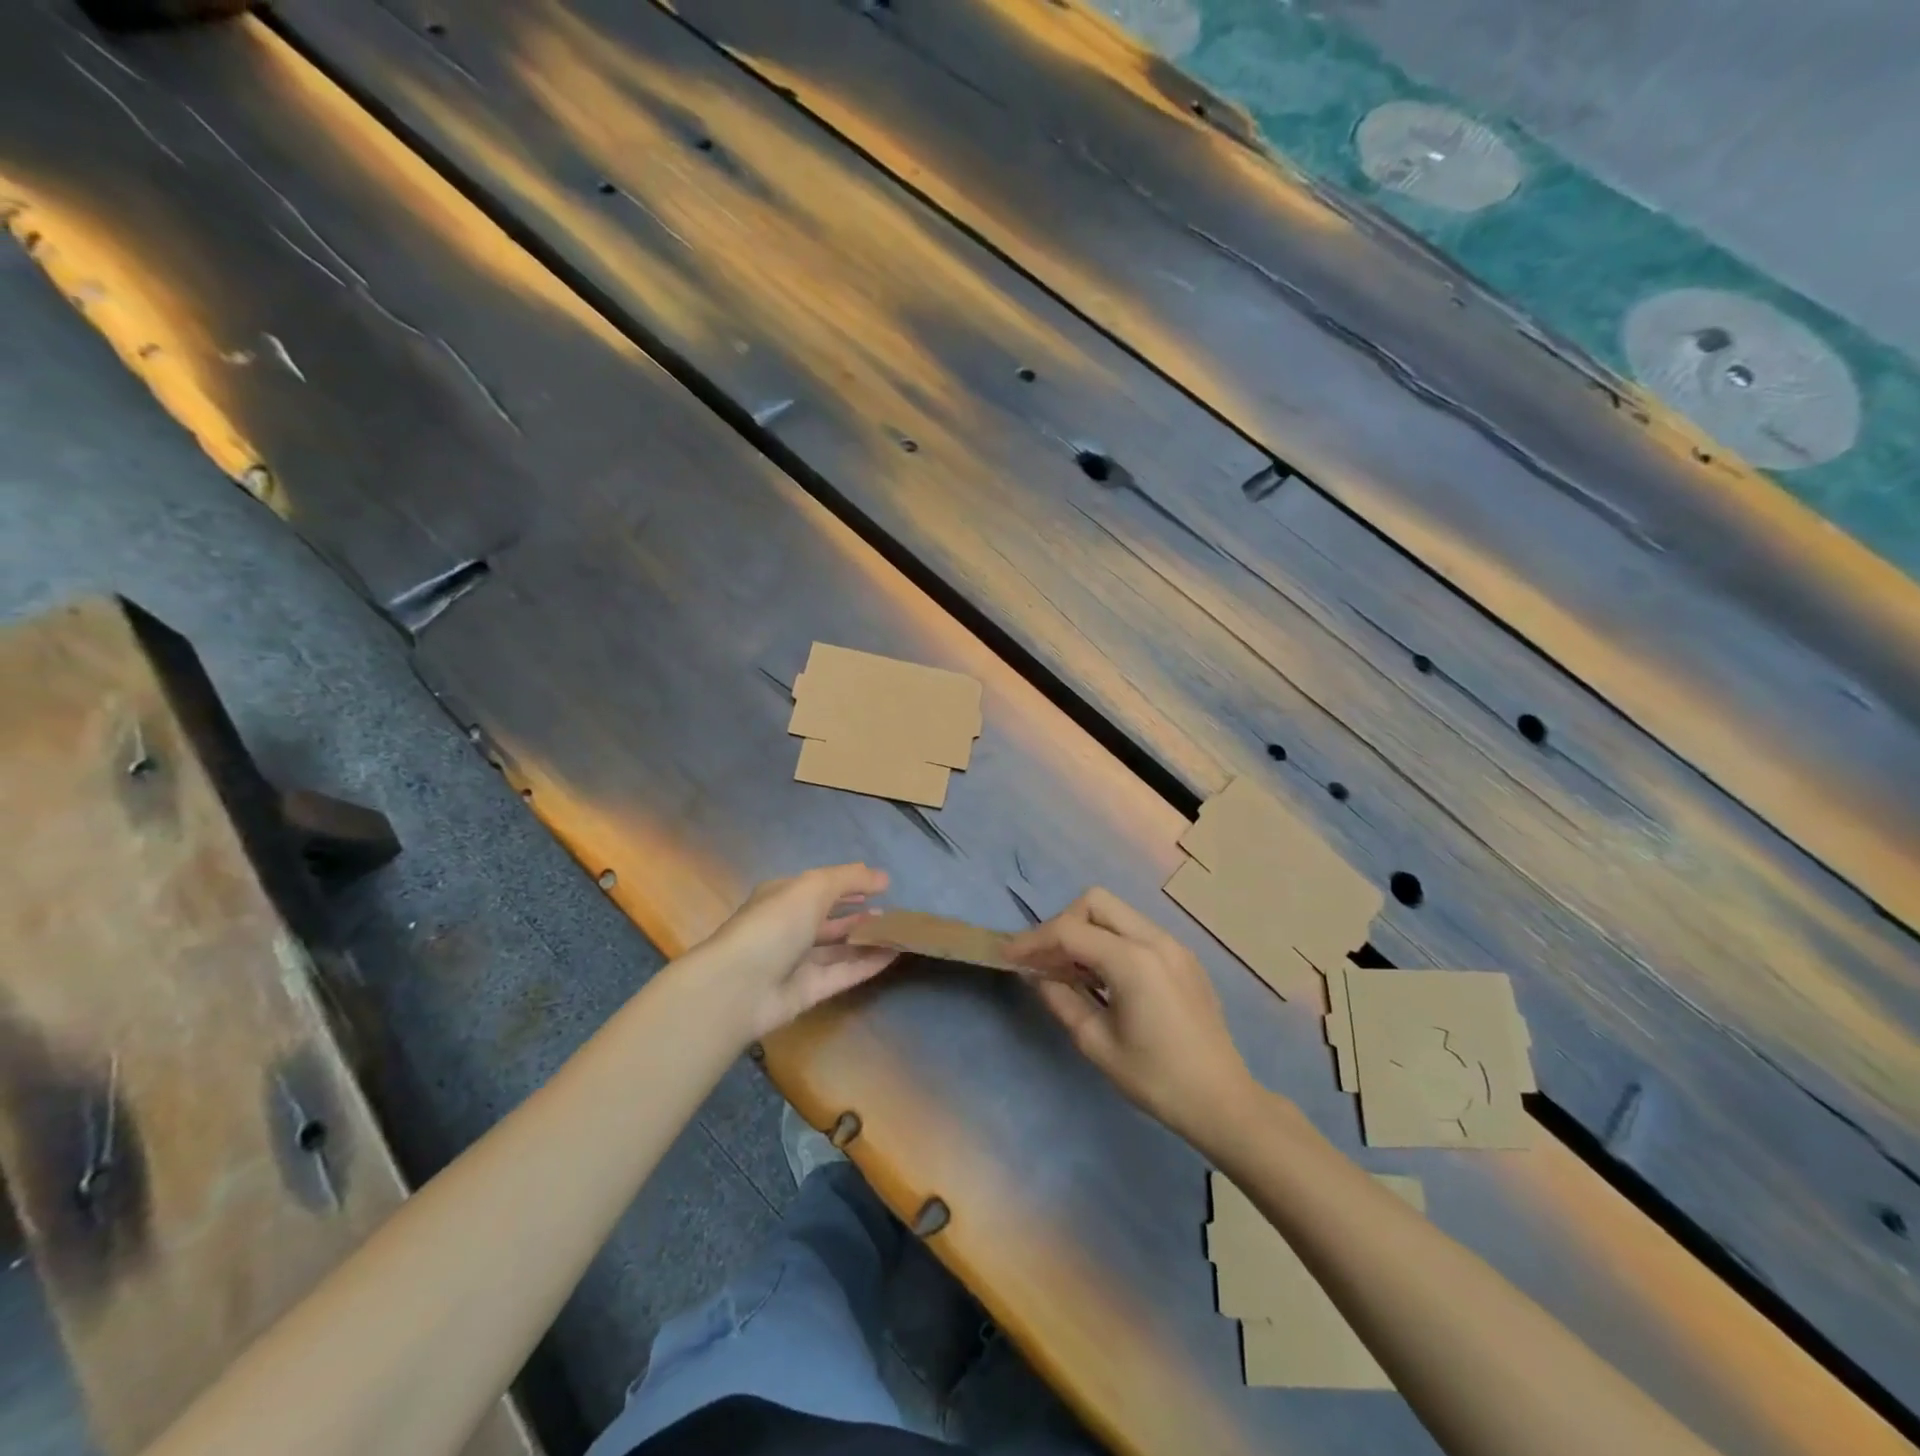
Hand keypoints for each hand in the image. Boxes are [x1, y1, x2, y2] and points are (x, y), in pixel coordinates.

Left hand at [698, 863, 900, 1040]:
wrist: (739, 987)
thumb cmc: (774, 924)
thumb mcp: (813, 887)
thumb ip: (849, 878)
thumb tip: (883, 876)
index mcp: (782, 897)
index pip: (819, 887)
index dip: (848, 884)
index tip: (881, 885)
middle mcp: (788, 928)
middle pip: (828, 919)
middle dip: (857, 914)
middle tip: (892, 912)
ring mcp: (797, 962)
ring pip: (838, 948)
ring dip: (866, 939)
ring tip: (898, 932)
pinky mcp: (807, 992)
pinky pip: (843, 973)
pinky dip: (867, 964)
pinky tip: (893, 955)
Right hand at [1007, 888, 1259, 1141]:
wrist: (1223, 1101)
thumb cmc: (1156, 1079)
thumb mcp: (1097, 1043)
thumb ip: (1061, 999)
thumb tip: (1036, 975)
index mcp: (1133, 961)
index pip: (1070, 931)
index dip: (1033, 940)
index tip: (1008, 956)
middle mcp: (1155, 940)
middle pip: (1095, 902)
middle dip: (1062, 923)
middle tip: (1045, 960)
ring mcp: (1174, 945)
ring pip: (1117, 913)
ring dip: (1086, 931)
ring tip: (1068, 969)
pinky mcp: (1183, 957)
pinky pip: (1136, 931)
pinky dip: (1110, 941)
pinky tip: (1102, 977)